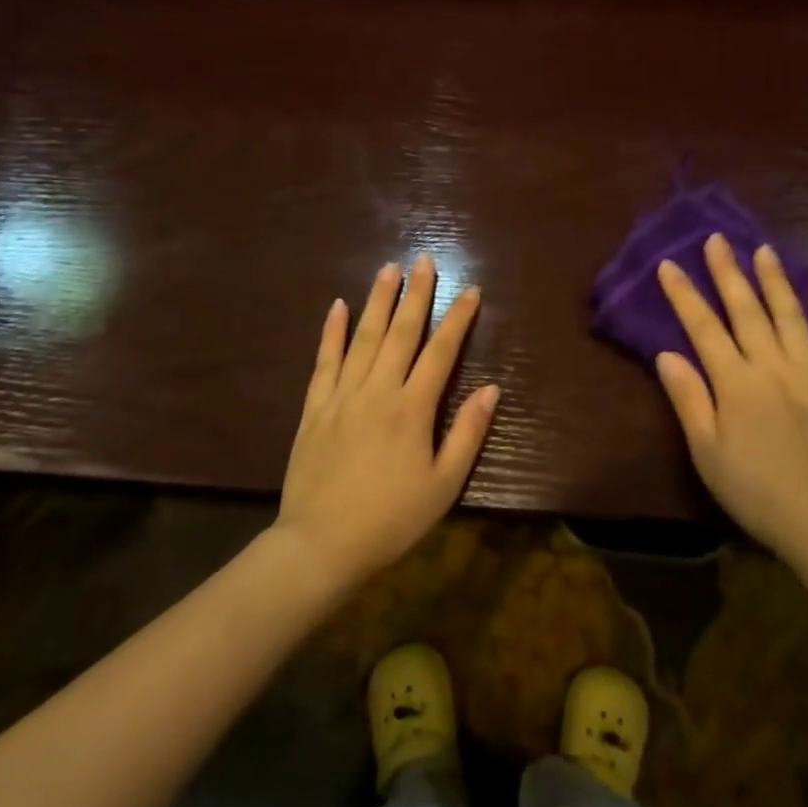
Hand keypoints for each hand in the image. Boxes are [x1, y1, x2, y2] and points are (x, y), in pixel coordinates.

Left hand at [274, 256, 498, 590]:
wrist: (320, 546)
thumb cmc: (391, 519)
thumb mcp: (443, 486)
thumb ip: (467, 434)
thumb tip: (492, 389)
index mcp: (412, 409)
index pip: (441, 352)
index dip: (458, 318)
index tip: (471, 290)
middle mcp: (378, 391)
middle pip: (400, 333)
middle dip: (416, 294)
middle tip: (424, 260)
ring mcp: (342, 396)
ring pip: (362, 338)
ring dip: (377, 301)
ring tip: (388, 269)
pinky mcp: (315, 409)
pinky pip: (324, 362)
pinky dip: (331, 332)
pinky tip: (337, 306)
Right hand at [655, 234, 807, 570]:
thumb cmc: (755, 491)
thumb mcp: (707, 452)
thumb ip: (688, 399)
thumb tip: (666, 353)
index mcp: (736, 382)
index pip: (703, 328)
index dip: (684, 294)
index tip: (669, 264)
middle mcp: (773, 366)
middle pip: (747, 310)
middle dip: (728, 271)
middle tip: (717, 239)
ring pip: (790, 316)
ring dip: (775, 281)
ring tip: (764, 250)